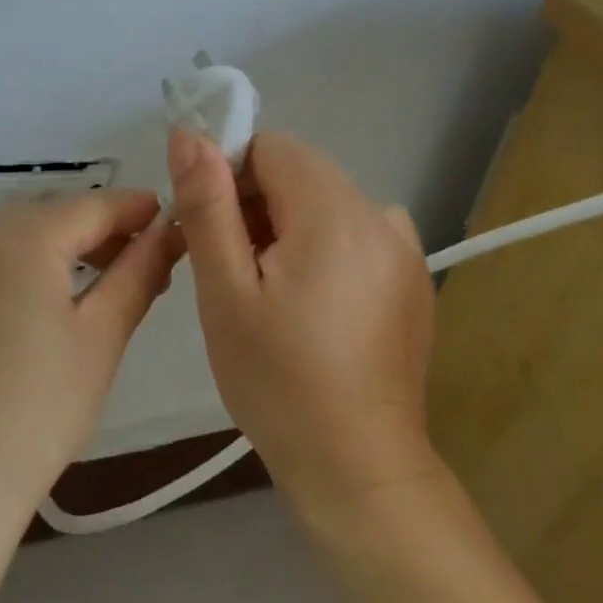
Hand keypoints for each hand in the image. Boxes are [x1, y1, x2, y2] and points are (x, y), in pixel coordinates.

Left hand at [0, 189, 182, 518]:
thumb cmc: (41, 405)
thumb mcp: (102, 335)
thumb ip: (139, 272)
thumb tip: (171, 231)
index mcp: (22, 236)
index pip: (93, 205)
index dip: (137, 210)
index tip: (176, 219)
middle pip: (56, 216)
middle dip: (104, 232)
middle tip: (151, 263)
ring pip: (23, 235)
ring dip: (68, 248)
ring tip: (111, 281)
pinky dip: (29, 263)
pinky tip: (51, 292)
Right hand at [167, 128, 439, 514]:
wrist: (358, 469)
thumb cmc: (277, 380)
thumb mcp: (225, 290)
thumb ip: (207, 204)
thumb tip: (189, 133)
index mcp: (336, 212)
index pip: (271, 147)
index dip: (230, 178)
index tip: (214, 234)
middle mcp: (381, 215)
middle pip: (300, 172)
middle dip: (257, 206)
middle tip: (235, 273)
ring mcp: (405, 248)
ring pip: (325, 203)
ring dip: (288, 229)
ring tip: (271, 296)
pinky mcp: (413, 278)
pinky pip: (355, 234)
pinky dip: (323, 250)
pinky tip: (312, 307)